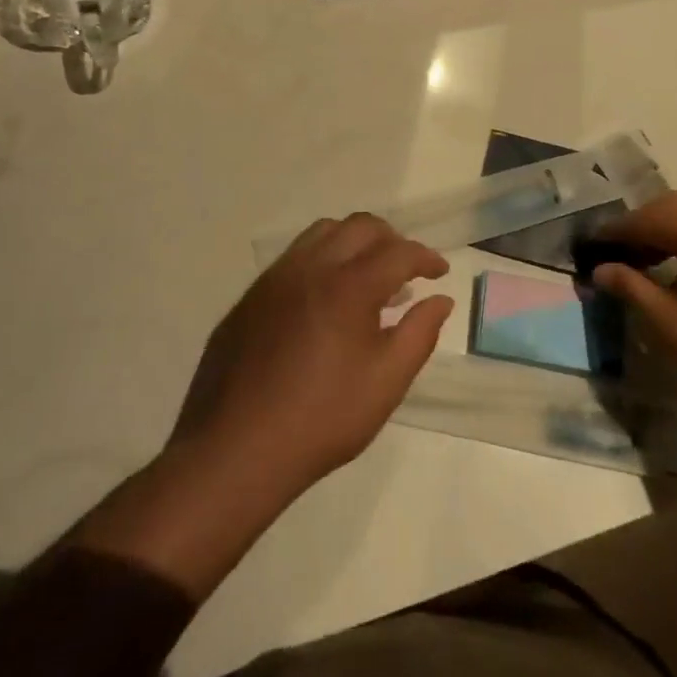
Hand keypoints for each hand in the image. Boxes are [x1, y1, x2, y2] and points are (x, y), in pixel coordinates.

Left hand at [170, 214, 451, 496]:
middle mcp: (311, 267)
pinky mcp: (251, 295)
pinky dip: (322, 259)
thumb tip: (440, 300)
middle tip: (407, 269)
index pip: (398, 251)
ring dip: (353, 242)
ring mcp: (275, 278)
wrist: (235, 449)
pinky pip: (293, 257)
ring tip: (367, 277)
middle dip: (391, 239)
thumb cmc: (322, 419)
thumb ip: (419, 334)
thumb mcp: (386, 383)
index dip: (425, 257)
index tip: (440, 273)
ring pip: (322, 233)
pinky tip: (324, 299)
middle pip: (360, 227)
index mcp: (348, 286)